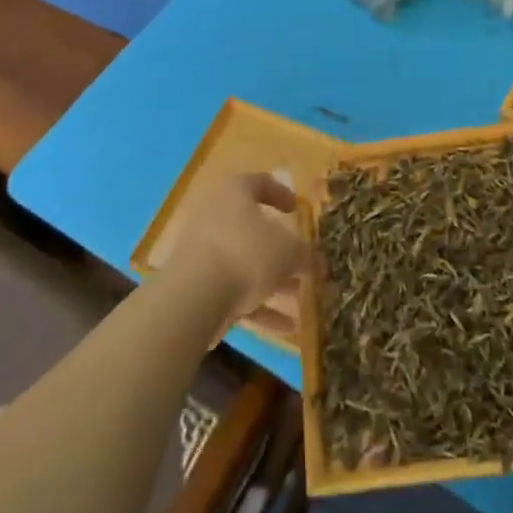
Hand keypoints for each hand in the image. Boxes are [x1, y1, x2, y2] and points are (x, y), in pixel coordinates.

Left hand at [169, 173, 305, 332]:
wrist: (193, 296)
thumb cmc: (246, 253)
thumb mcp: (288, 251)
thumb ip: (306, 254)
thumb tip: (319, 261)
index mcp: (234, 192)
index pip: (260, 183)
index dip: (281, 194)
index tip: (297, 210)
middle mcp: (214, 214)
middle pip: (252, 229)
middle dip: (280, 250)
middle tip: (302, 265)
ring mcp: (202, 251)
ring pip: (244, 263)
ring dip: (272, 282)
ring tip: (300, 302)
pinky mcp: (196, 284)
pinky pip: (233, 291)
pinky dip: (258, 307)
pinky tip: (285, 329)